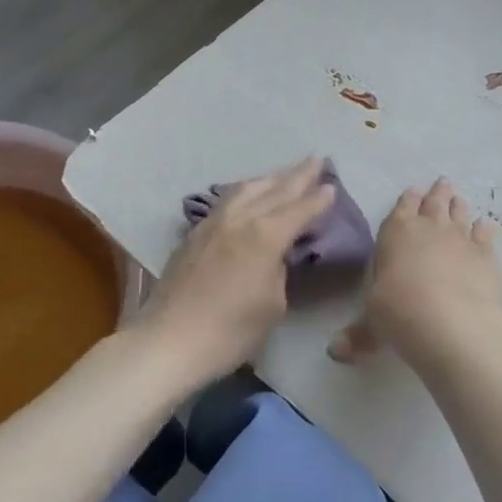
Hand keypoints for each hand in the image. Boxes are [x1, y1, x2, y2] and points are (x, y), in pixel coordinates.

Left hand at [136, 157, 334, 386]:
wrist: (169, 341)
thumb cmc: (230, 331)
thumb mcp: (273, 304)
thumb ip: (279, 270)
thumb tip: (274, 255)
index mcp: (265, 235)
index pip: (299, 209)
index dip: (318, 198)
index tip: (332, 185)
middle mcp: (240, 219)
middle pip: (274, 190)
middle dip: (297, 175)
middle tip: (316, 159)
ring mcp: (212, 223)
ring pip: (246, 189)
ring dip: (269, 178)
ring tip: (284, 173)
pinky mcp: (194, 234)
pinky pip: (227, 201)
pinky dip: (246, 192)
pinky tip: (248, 195)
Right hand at [330, 177, 501, 373]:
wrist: (451, 322)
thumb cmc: (399, 313)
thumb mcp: (371, 326)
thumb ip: (358, 335)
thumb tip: (335, 352)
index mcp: (395, 234)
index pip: (401, 209)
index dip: (407, 200)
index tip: (413, 190)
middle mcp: (428, 228)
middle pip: (433, 204)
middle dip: (436, 193)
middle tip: (442, 182)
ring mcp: (460, 239)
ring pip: (459, 214)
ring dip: (458, 205)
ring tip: (459, 197)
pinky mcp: (486, 255)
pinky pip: (485, 235)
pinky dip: (484, 230)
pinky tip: (485, 226)